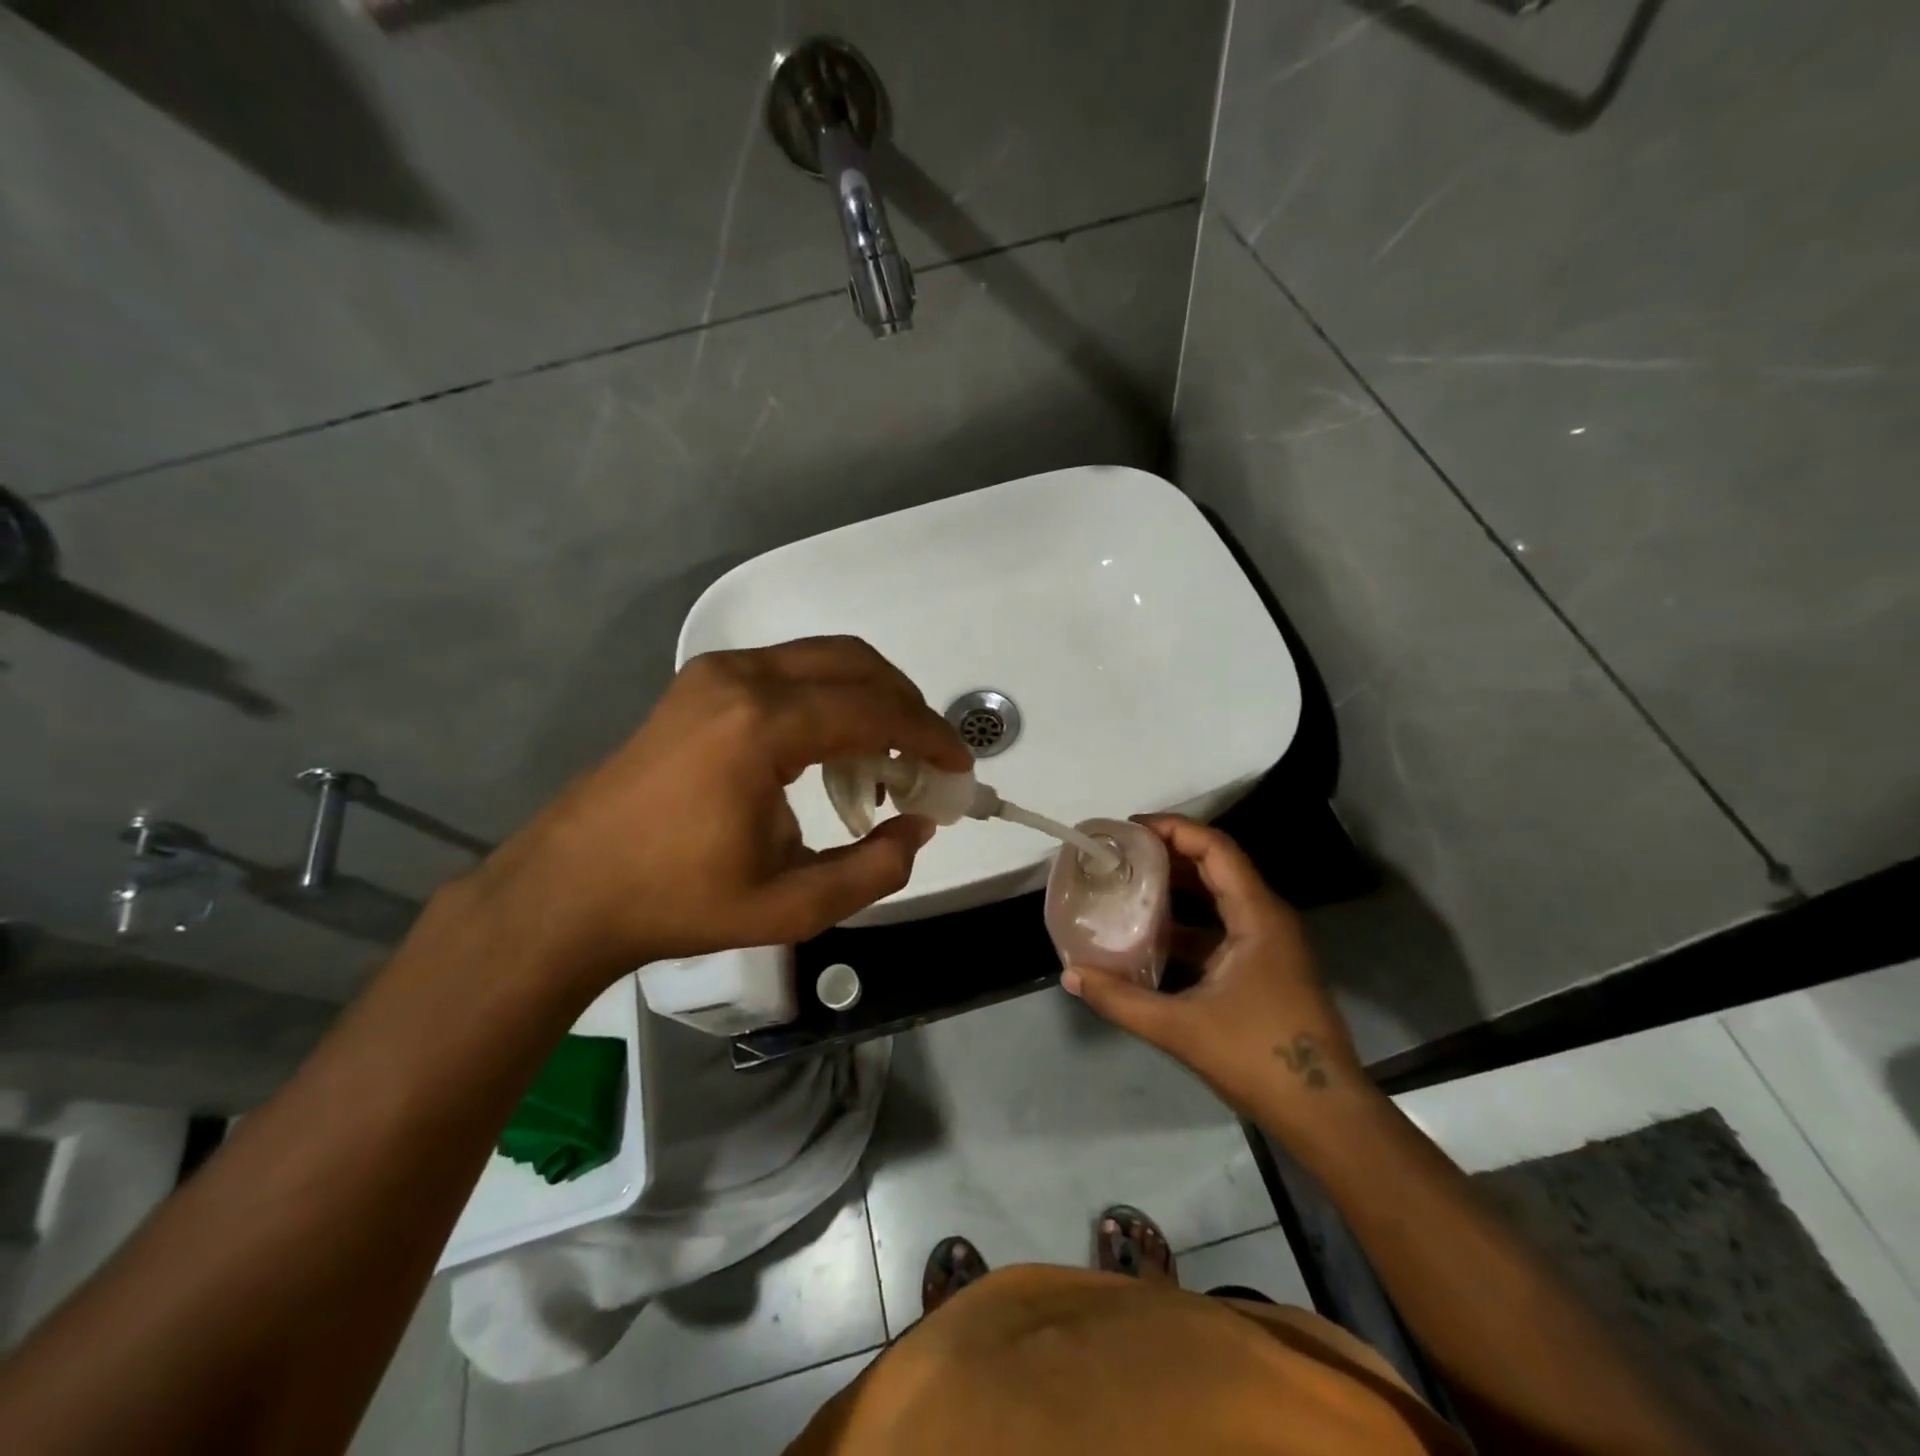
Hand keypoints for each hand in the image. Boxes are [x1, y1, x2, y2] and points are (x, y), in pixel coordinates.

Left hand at [466, 636, 969, 994]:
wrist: (573, 888)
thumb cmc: (680, 901)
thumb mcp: (793, 905)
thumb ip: (874, 868)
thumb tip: (919, 826)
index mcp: (762, 726)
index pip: (873, 711)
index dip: (928, 736)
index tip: (960, 767)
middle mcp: (742, 678)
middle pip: (855, 665)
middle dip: (906, 706)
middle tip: (929, 759)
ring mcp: (716, 673)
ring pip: (823, 658)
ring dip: (870, 697)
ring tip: (887, 758)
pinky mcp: (702, 682)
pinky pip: (790, 669)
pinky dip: (831, 696)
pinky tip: (834, 747)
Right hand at [1061, 815, 1363, 1117]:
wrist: (1324, 1113)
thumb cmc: (1258, 1057)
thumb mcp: (1180, 1028)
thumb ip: (1121, 999)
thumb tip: (1072, 973)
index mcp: (1257, 916)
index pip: (1216, 849)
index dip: (1174, 830)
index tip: (1130, 830)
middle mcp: (1267, 919)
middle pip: (1217, 866)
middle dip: (1169, 854)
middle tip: (1121, 854)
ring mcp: (1268, 945)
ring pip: (1219, 898)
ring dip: (1177, 887)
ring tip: (1128, 885)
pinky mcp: (1265, 968)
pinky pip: (1221, 927)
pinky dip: (1187, 922)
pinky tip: (1152, 936)